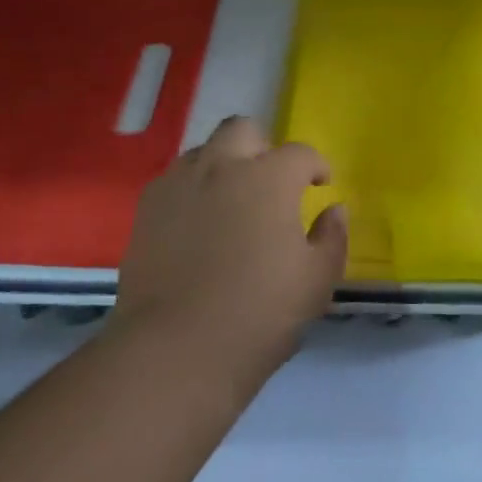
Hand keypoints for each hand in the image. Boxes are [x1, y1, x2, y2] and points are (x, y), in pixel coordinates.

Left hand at [111, 116, 347, 388]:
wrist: (175, 351)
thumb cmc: (259, 314)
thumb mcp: (317, 281)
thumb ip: (333, 237)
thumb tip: (334, 210)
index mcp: (269, 179)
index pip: (299, 153)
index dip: (315, 166)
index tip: (320, 184)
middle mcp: (222, 167)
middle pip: (243, 130)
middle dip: (263, 148)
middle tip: (271, 183)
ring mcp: (179, 185)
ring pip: (205, 150)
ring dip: (225, 165)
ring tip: (233, 201)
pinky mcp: (147, 210)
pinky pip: (175, 180)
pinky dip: (193, 189)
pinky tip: (198, 223)